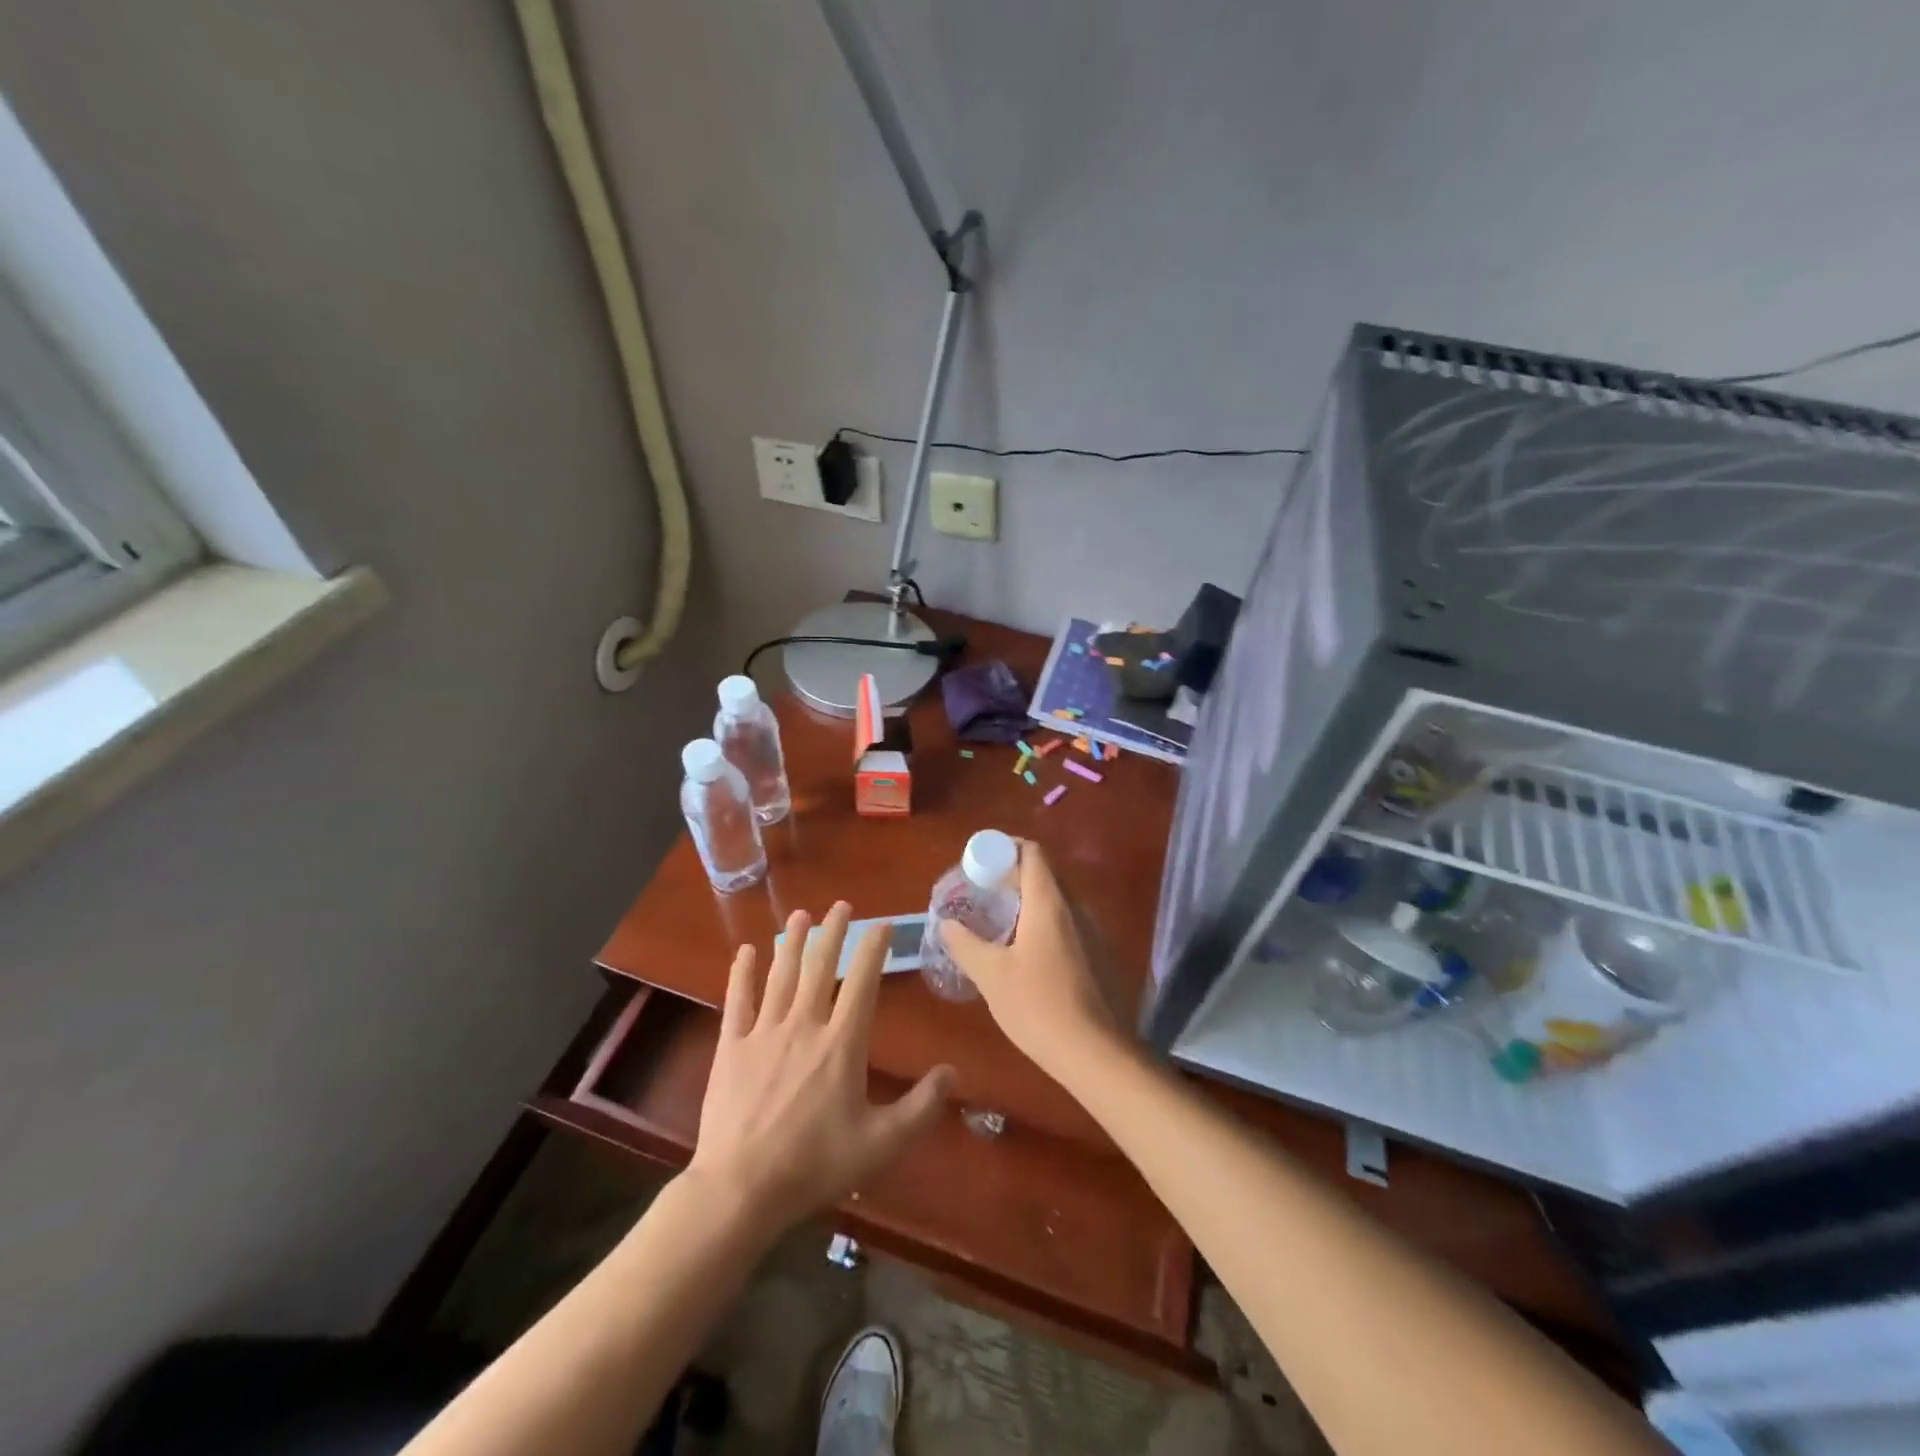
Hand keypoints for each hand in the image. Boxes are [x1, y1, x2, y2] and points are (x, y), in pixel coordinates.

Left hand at [688, 902, 954, 1239]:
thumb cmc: (815, 1164)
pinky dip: (742, 974)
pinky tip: (745, 951)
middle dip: (832, 933)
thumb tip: (953, 1072)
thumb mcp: (881, 1143)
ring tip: (800, 915)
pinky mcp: (731, 1047)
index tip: (882, 925)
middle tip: (840, 905)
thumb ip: (921, 1106)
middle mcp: (804, 1025)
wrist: (741, 1188)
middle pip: (819, 967)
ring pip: (781, 975)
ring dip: (792, 942)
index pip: (862, 982)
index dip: (873, 949)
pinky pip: (738, 1000)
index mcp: (841, 1043)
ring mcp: (764, 1032)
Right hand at [939, 842, 1127, 1080]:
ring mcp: (1095, 932)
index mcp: (1049, 903)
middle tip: (984, 894)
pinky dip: (1048, 925)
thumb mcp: (991, 976)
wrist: (1098, 1055)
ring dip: (1031, 902)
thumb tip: (946, 923)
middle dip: (1013, 876)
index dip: (1005, 848)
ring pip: (1059, 901)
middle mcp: (1077, 908)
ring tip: (1003, 925)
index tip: (980, 863)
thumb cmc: (1039, 1007)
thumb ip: (965, 944)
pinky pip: (1072, 925)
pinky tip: (1031, 956)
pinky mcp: (1103, 956)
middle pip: (1046, 874)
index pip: (1032, 852)